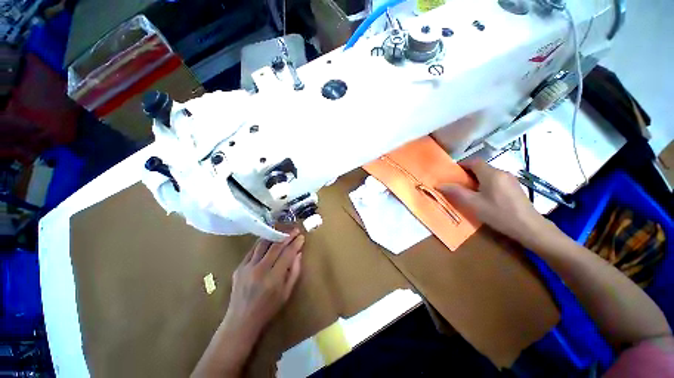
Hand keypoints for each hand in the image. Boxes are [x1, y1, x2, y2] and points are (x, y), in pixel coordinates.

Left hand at [224, 229, 304, 340]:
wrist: (241, 320)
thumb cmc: (268, 308)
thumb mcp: (287, 293)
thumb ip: (295, 271)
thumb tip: (299, 253)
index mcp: (273, 278)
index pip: (287, 254)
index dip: (296, 243)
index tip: (302, 236)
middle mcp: (259, 270)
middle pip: (275, 245)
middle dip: (287, 235)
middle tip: (295, 229)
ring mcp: (247, 267)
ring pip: (263, 244)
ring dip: (275, 234)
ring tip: (283, 230)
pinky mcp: (239, 266)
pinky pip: (253, 249)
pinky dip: (263, 242)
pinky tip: (269, 238)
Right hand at [439, 159, 551, 248]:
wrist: (529, 227)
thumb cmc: (499, 213)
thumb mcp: (474, 204)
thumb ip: (456, 192)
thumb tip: (439, 185)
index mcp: (491, 174)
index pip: (474, 161)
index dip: (461, 165)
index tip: (452, 173)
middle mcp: (502, 172)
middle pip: (481, 167)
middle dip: (468, 173)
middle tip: (458, 184)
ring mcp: (511, 179)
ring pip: (489, 174)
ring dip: (477, 179)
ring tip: (469, 191)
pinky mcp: (515, 187)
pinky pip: (497, 180)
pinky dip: (487, 183)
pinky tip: (485, 196)